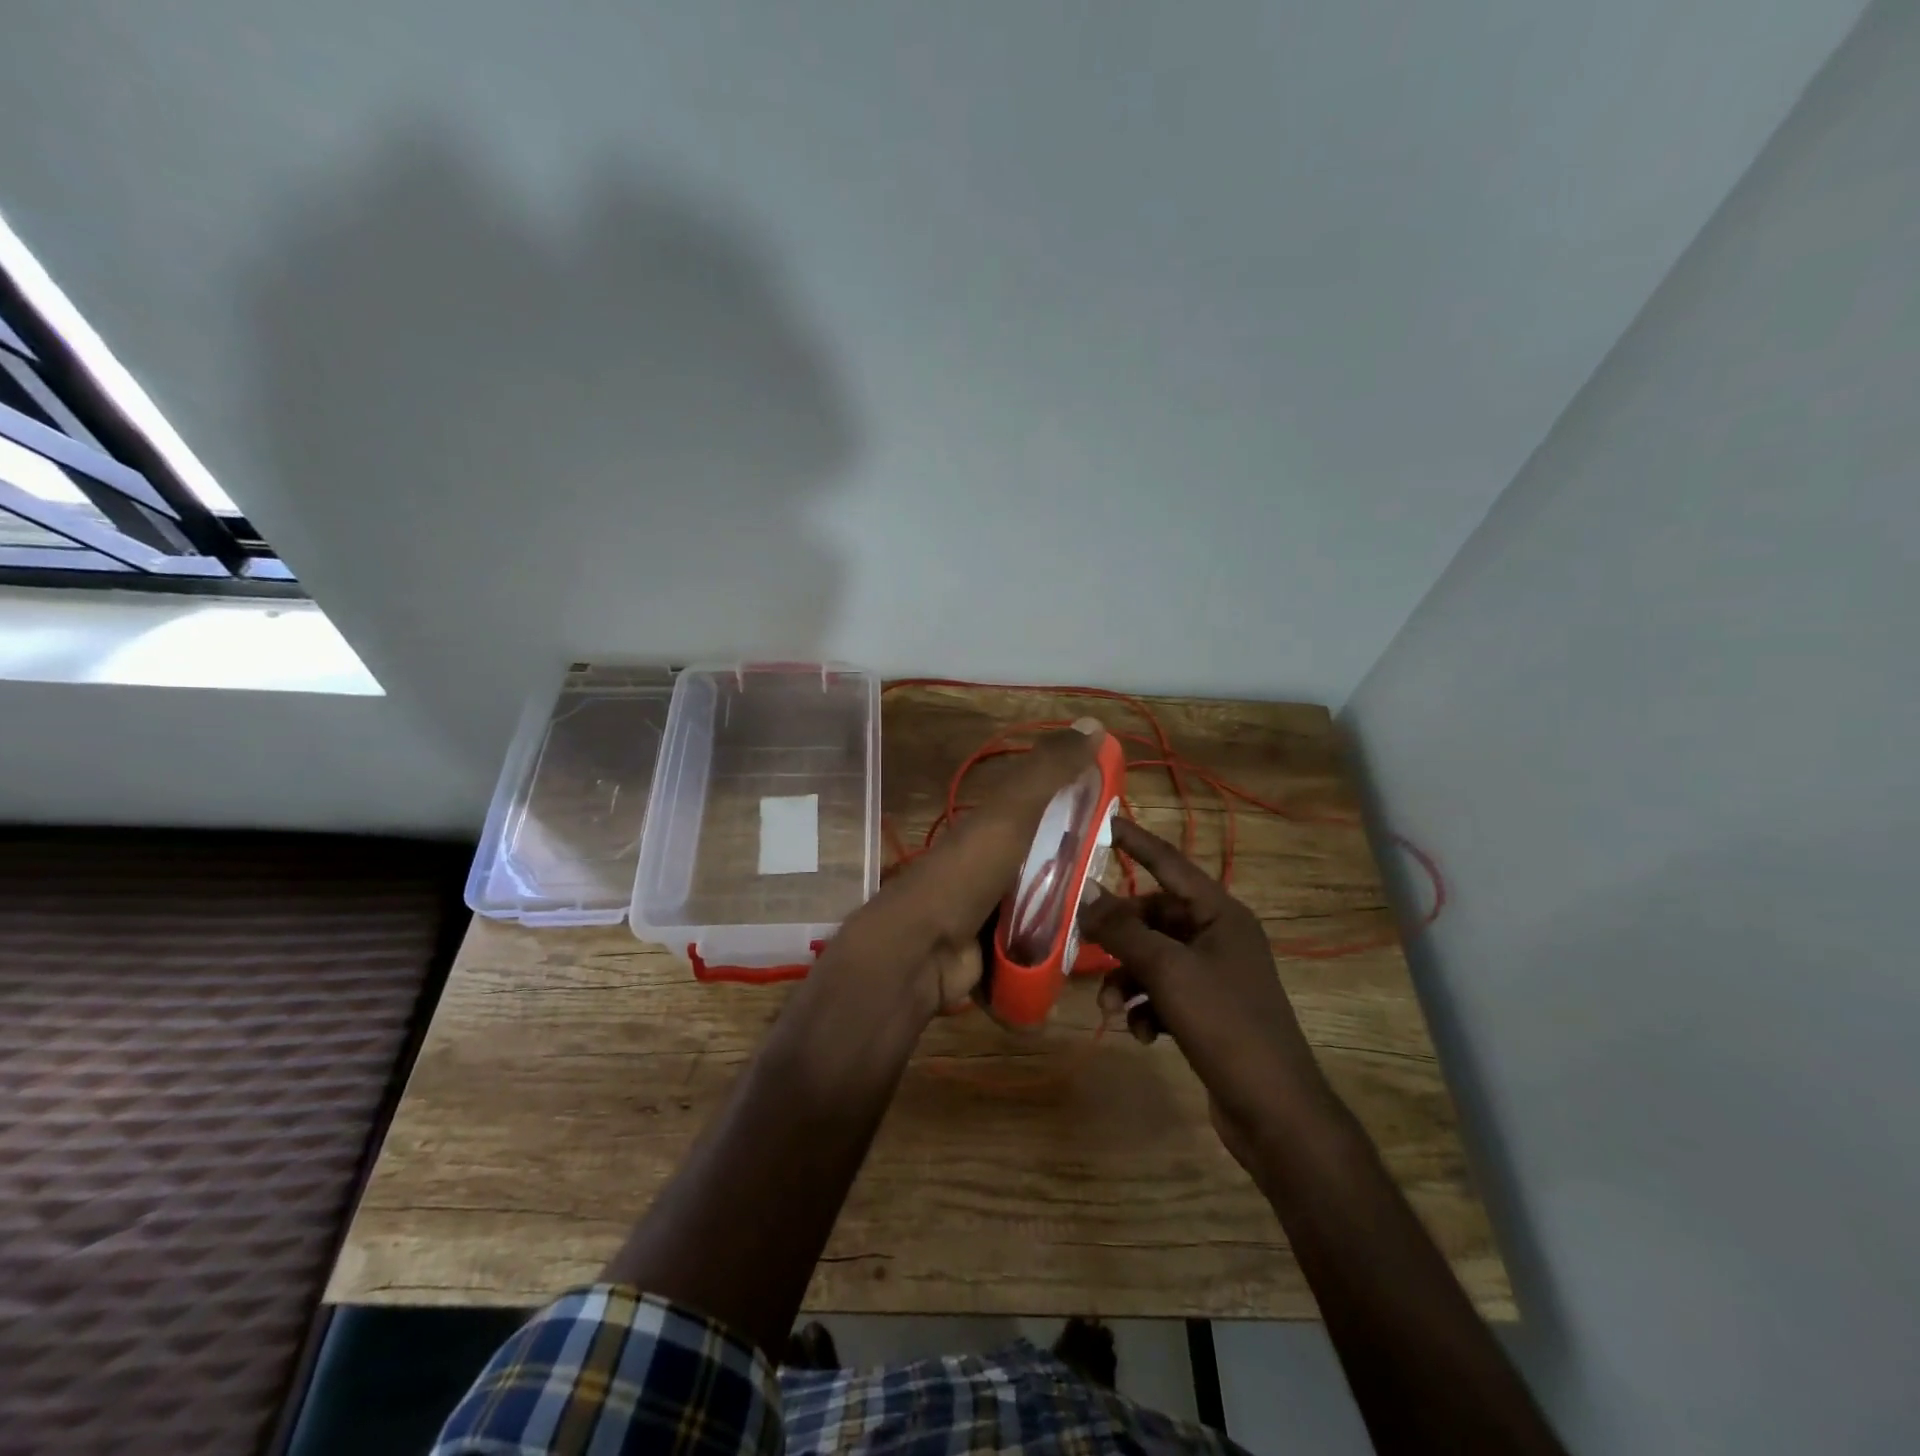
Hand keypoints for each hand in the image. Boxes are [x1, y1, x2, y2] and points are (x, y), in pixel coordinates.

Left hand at [857, 721, 1101, 1011]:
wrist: (921, 950)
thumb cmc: (967, 872)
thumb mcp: (1011, 811)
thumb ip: (1049, 770)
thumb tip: (1094, 722)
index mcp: (995, 826)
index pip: (1047, 809)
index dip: (1082, 809)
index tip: (1120, 819)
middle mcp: (995, 864)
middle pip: (1053, 861)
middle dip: (1086, 869)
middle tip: (1122, 877)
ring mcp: (995, 911)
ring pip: (1051, 905)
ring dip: (1077, 910)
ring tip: (1117, 915)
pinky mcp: (1000, 951)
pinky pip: (1042, 944)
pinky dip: (1061, 946)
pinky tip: (1092, 946)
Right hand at [1081, 820, 1336, 1171]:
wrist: (1274, 1110)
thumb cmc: (1225, 1023)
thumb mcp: (1167, 971)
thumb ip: (1122, 930)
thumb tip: (1084, 893)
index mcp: (1220, 913)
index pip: (1169, 863)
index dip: (1134, 842)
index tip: (1101, 823)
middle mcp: (1219, 936)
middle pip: (1154, 917)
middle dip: (1119, 936)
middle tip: (1082, 944)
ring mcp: (1215, 975)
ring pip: (1154, 959)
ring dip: (1127, 979)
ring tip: (1111, 1008)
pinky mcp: (1208, 1011)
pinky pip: (1164, 993)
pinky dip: (1147, 1008)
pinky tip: (1143, 1035)